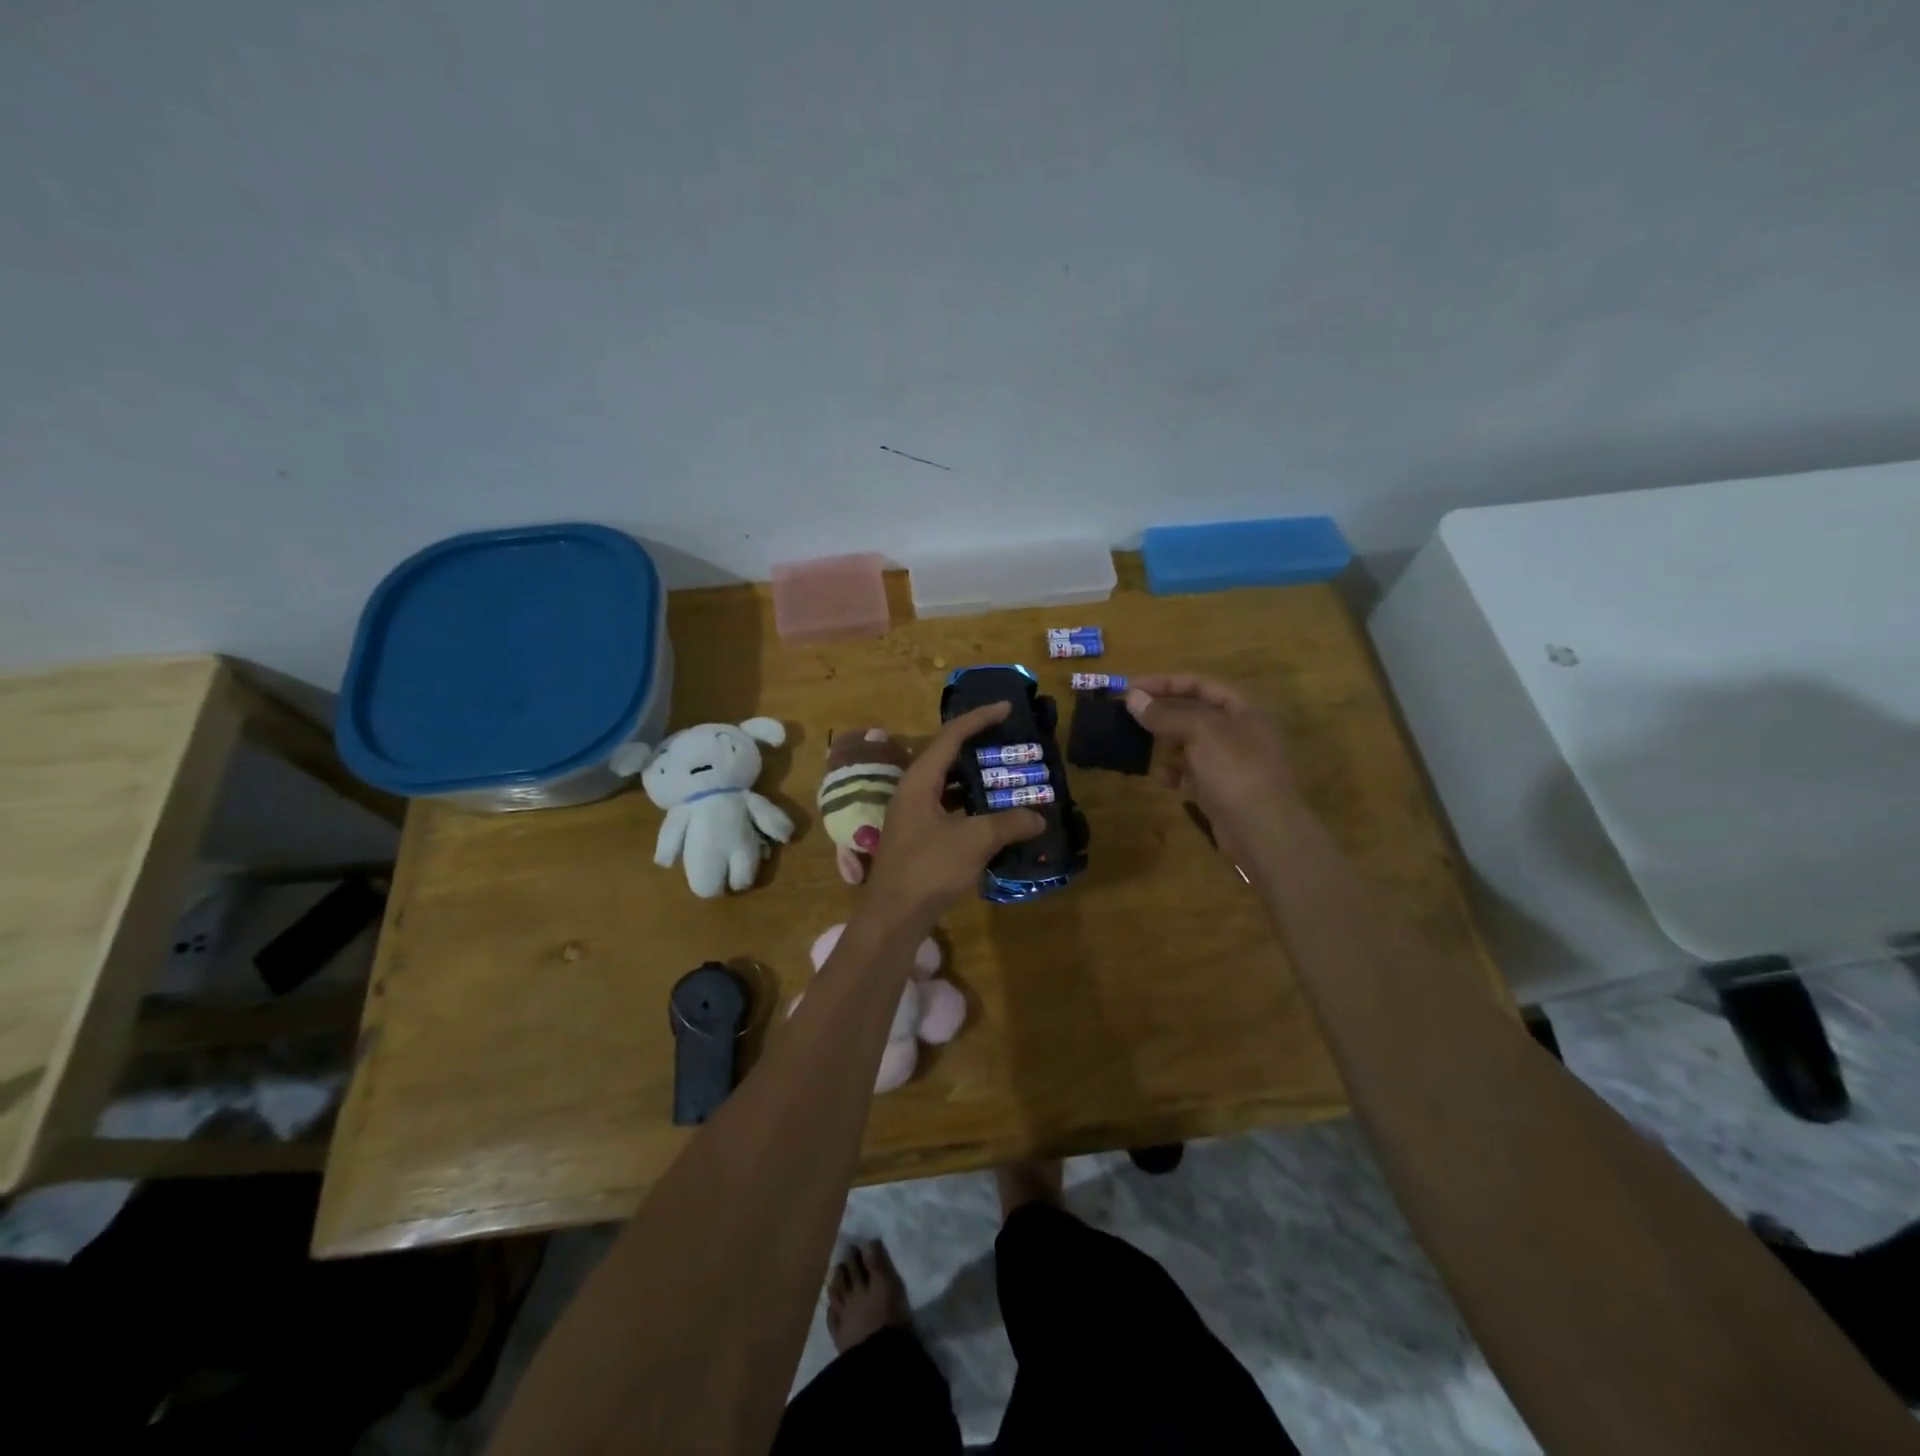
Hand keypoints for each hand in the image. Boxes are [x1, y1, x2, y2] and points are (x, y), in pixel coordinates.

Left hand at [857, 702, 1045, 938]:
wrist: (893, 917)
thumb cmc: (928, 869)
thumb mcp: (973, 841)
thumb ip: (1008, 824)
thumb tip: (1038, 817)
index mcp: (919, 780)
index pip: (951, 736)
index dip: (979, 718)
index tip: (1007, 707)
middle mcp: (913, 791)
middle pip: (948, 757)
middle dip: (980, 747)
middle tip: (1011, 742)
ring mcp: (914, 815)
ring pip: (949, 785)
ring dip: (977, 780)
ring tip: (1008, 776)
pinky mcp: (919, 837)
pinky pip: (949, 808)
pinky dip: (972, 806)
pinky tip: (995, 816)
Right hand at [1124, 674, 1297, 853]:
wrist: (1262, 831)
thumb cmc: (1235, 770)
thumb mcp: (1200, 732)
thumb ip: (1165, 714)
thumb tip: (1132, 697)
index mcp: (1244, 710)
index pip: (1200, 684)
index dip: (1165, 683)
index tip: (1130, 688)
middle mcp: (1239, 732)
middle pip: (1194, 713)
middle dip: (1162, 713)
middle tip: (1128, 715)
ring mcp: (1231, 764)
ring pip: (1191, 744)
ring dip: (1165, 743)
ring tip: (1138, 744)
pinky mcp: (1221, 792)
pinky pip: (1191, 774)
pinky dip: (1174, 773)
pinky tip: (1158, 776)